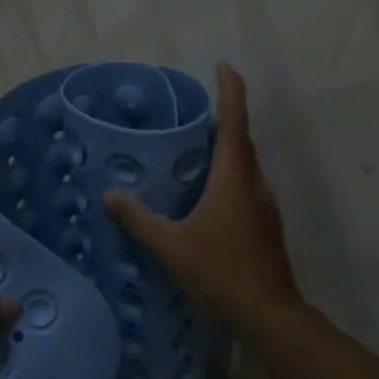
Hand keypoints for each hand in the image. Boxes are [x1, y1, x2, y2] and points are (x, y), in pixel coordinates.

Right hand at [103, 63, 302, 330]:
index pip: (234, 120)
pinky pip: (246, 186)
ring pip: (245, 165)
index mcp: (233, 177)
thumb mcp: (171, 245)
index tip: (223, 66)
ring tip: (196, 150)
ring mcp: (264, 204)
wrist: (268, 312)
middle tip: (194, 112)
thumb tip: (110, 194)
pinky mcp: (266, 224)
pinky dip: (229, 176)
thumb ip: (139, 219)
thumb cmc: (220, 271)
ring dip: (226, 149)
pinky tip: (208, 196)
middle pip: (241, 140)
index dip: (230, 89)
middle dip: (223, 118)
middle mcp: (254, 182)